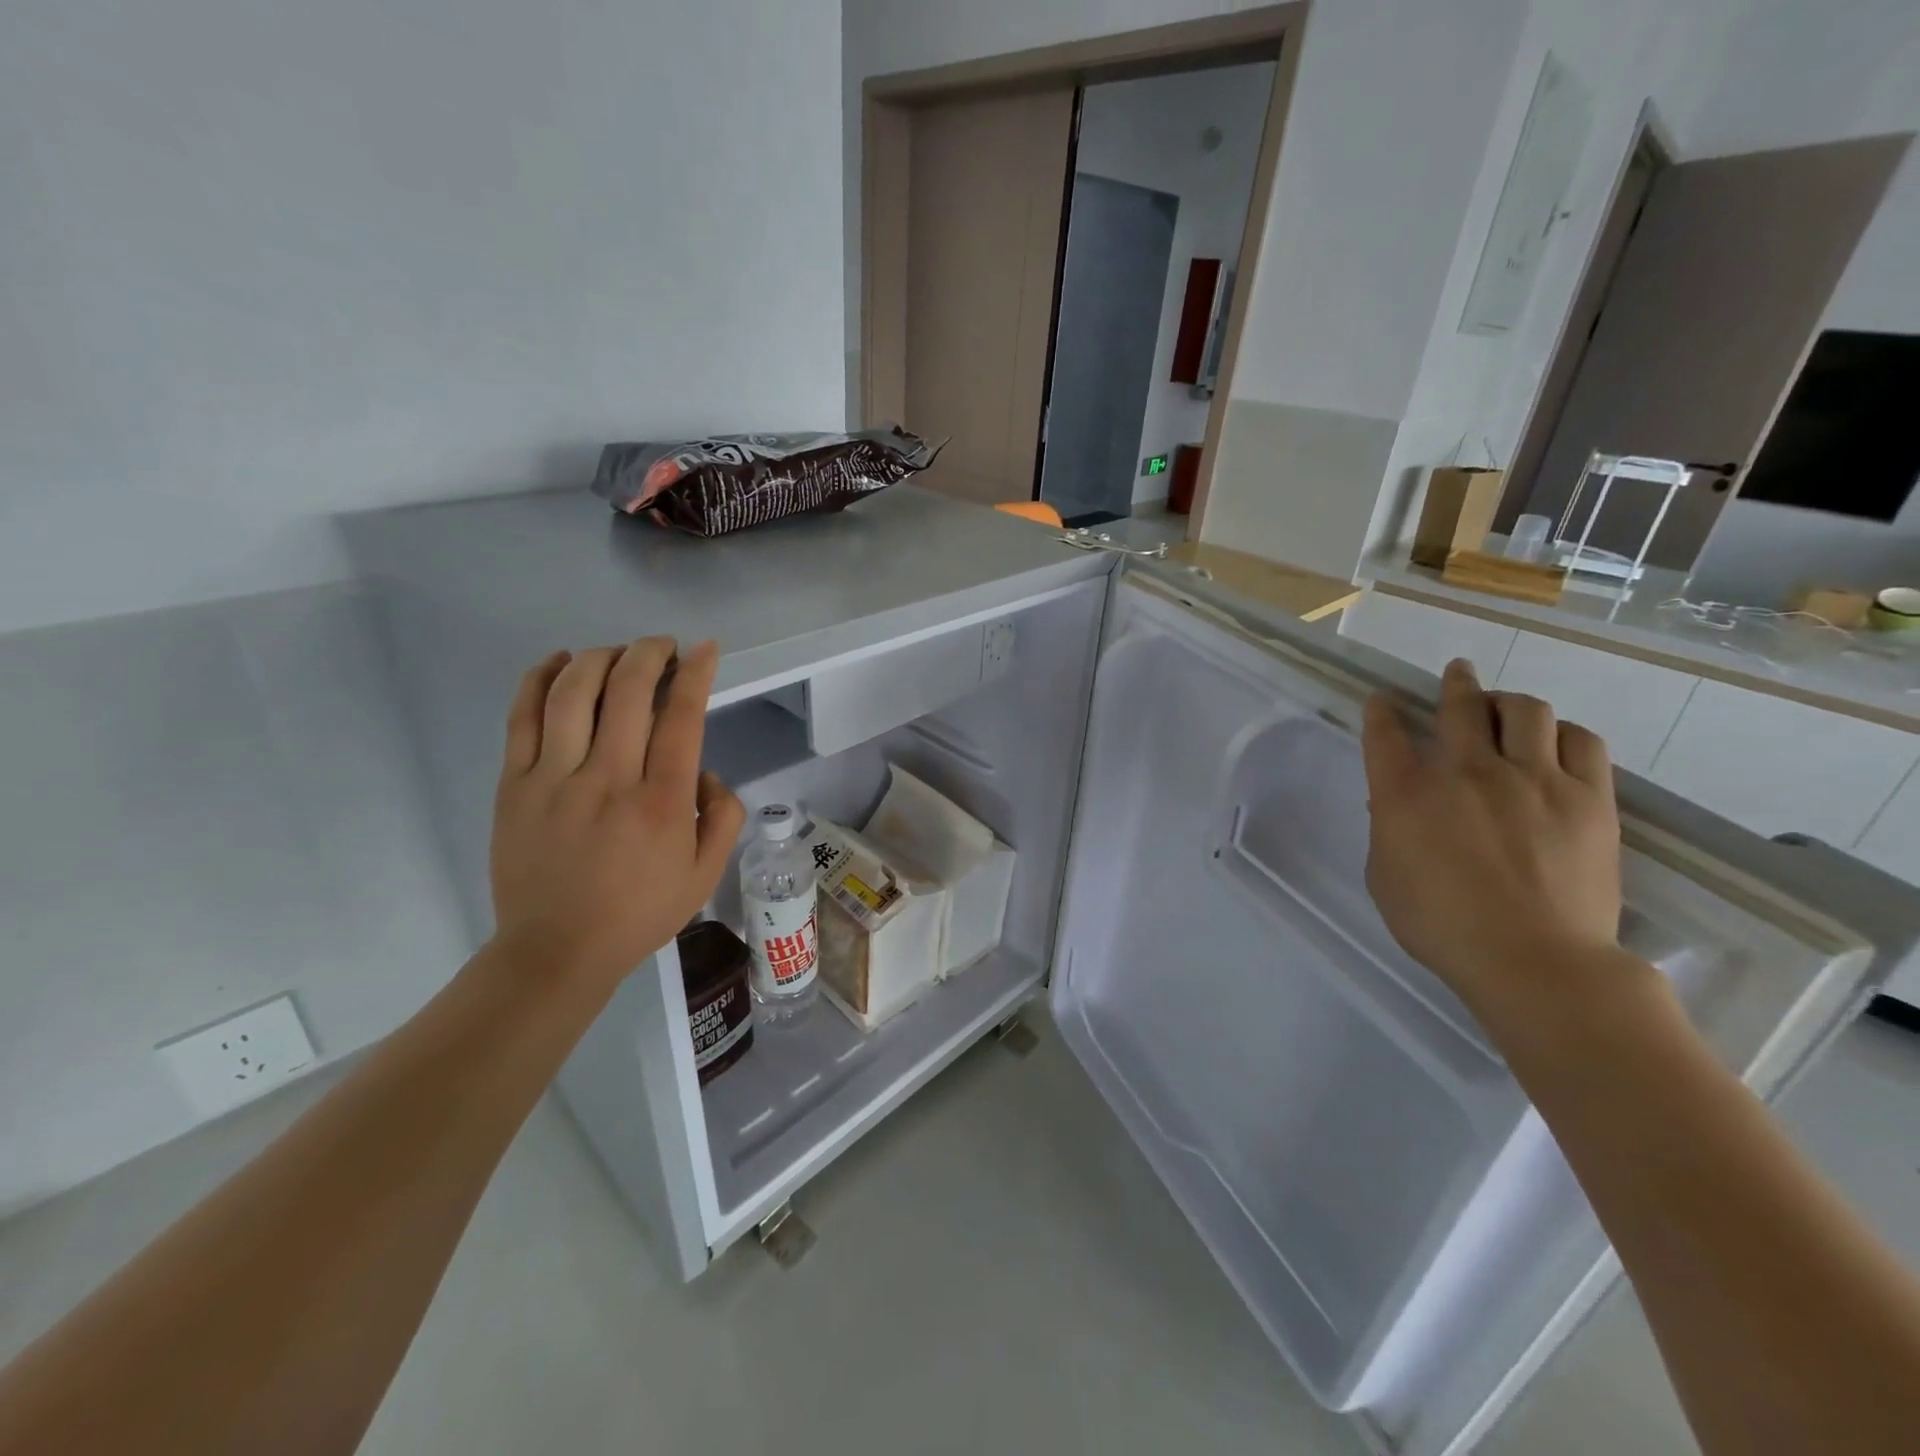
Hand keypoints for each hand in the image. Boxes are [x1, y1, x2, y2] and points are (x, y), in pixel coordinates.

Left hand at [489, 638, 745, 991]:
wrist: (557, 950)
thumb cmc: (640, 912)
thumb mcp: (706, 874)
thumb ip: (723, 816)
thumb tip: (704, 770)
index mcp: (663, 802)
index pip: (682, 716)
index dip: (695, 672)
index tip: (704, 649)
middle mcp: (610, 779)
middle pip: (628, 690)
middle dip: (650, 653)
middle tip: (662, 645)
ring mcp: (555, 778)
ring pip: (574, 692)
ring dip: (601, 656)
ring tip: (617, 651)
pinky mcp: (514, 784)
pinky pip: (523, 716)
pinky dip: (540, 678)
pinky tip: (560, 662)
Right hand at [1361, 659, 1624, 1027]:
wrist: (1534, 961)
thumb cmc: (1441, 926)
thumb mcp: (1385, 878)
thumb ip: (1388, 831)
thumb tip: (1395, 804)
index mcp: (1407, 794)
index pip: (1386, 734)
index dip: (1382, 711)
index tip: (1382, 700)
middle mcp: (1467, 772)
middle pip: (1460, 706)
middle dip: (1454, 684)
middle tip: (1456, 674)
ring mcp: (1532, 779)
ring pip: (1525, 710)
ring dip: (1508, 702)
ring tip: (1506, 708)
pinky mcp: (1587, 797)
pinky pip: (1580, 740)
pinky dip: (1562, 732)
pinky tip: (1555, 741)